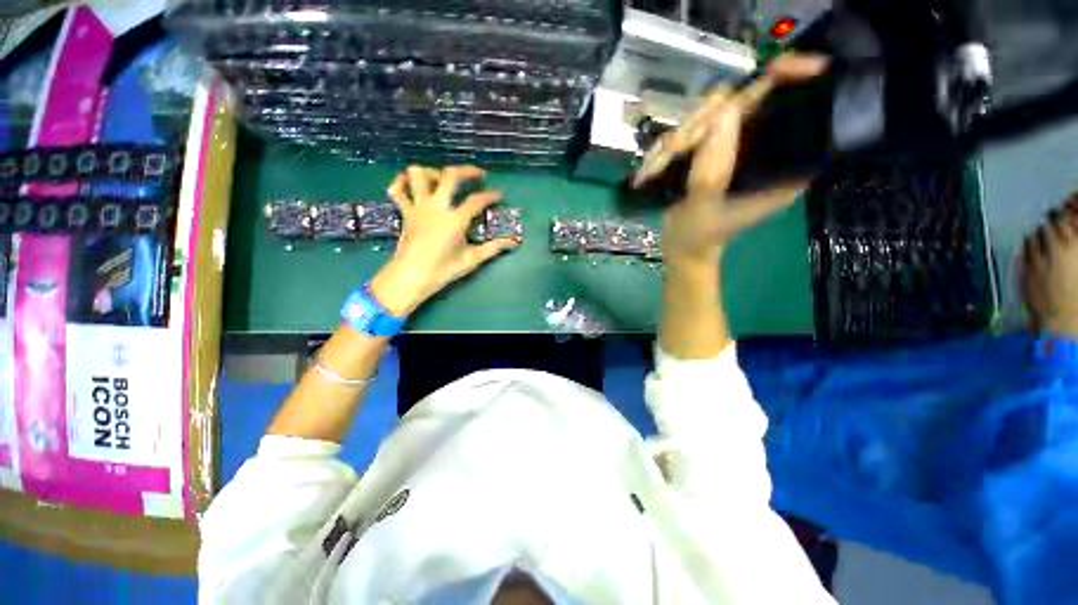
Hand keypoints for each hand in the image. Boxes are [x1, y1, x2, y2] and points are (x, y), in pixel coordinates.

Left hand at [369, 165, 520, 315]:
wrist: (411, 277)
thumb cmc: (443, 270)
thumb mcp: (472, 259)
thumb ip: (494, 248)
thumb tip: (514, 242)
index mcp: (455, 220)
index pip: (477, 200)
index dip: (491, 195)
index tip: (500, 196)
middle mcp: (436, 207)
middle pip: (450, 175)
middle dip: (467, 171)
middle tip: (478, 175)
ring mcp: (418, 207)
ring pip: (418, 174)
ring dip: (433, 172)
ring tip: (443, 180)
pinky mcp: (405, 212)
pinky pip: (397, 190)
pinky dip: (402, 182)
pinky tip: (412, 184)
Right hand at [632, 54, 828, 263]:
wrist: (682, 248)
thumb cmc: (698, 237)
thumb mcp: (704, 207)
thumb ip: (713, 168)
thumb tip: (724, 109)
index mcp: (782, 169)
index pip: (799, 113)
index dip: (794, 83)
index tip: (778, 68)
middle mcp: (767, 153)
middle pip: (752, 106)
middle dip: (711, 119)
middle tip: (679, 146)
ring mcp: (739, 151)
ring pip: (720, 116)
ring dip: (688, 134)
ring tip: (663, 162)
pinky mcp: (718, 154)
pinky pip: (701, 131)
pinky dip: (681, 140)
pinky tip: (664, 159)